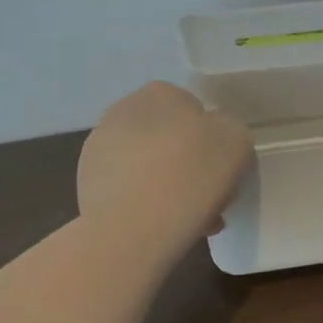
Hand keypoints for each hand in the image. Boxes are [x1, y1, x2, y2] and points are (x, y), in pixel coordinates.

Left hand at [78, 82, 252, 238]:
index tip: (221, 169)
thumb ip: (227, 131)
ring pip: (148, 167)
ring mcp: (98, 149)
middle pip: (169, 140)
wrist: (135, 226)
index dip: (211, 141)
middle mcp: (123, 111)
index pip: (193, 111)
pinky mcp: (85, 185)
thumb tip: (211, 141)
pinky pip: (128, 191)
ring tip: (189, 222)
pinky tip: (162, 229)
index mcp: (159, 93)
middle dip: (188, 166)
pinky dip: (144, 206)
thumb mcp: (236, 141)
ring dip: (168, 187)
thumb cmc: (192, 173)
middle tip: (208, 198)